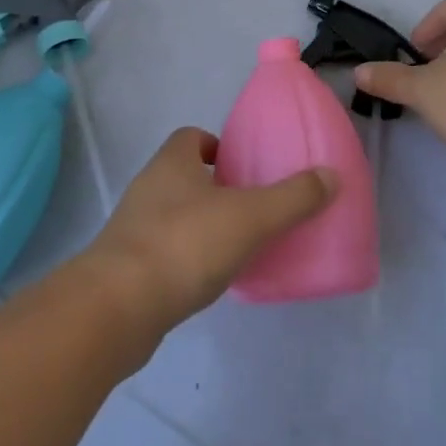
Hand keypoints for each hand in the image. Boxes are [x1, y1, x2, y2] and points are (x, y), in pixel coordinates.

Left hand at [85, 128, 335, 332]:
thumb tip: (331, 176)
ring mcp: (131, 229)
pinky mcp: (124, 270)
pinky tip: (207, 281)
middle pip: (183, 175)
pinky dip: (184, 260)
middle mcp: (148, 187)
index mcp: (172, 162)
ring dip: (199, 226)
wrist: (115, 309)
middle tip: (251, 208)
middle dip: (213, 188)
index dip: (216, 145)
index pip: (191, 137)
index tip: (243, 166)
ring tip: (235, 247)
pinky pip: (162, 253)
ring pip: (172, 215)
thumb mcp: (250, 217)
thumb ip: (292, 198)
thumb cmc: (184, 244)